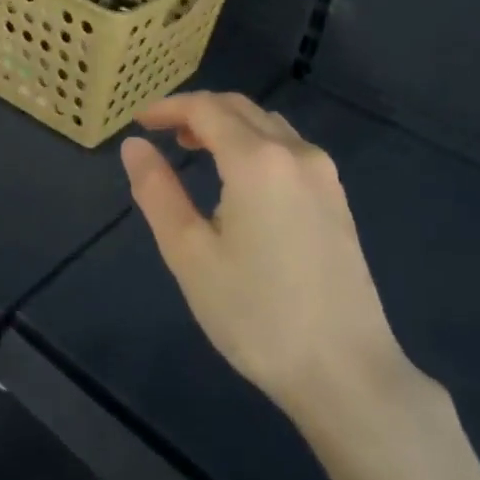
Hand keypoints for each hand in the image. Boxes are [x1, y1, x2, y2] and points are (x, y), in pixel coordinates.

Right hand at [120, 92, 407, 414]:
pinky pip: (289, 149)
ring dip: (228, 126)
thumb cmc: (255, 314)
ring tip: (195, 151)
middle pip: (240, 109)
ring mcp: (324, 175)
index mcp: (257, 161)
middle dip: (197, 112)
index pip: (206, 109)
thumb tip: (134, 147)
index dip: (168, 107)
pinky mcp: (337, 200)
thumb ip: (157, 191)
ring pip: (268, 125)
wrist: (344, 372)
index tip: (139, 122)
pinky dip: (255, 144)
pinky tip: (239, 179)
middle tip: (161, 135)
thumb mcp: (189, 254)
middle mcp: (296, 153)